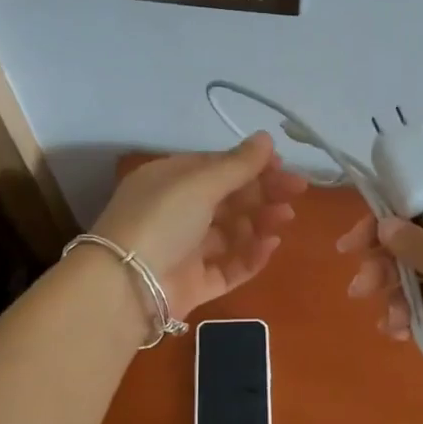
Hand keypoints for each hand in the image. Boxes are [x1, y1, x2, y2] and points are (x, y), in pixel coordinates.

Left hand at [91, 133, 306, 319]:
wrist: (126, 286)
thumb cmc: (161, 220)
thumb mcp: (199, 183)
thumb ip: (237, 164)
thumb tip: (266, 138)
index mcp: (170, 181)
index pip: (216, 167)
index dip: (250, 165)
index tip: (283, 166)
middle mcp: (177, 212)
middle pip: (228, 199)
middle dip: (262, 193)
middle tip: (296, 192)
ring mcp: (186, 250)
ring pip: (232, 232)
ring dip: (260, 222)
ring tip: (284, 218)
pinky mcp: (195, 283)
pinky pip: (229, 267)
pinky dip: (251, 256)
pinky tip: (271, 245)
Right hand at [336, 199, 422, 414]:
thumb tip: (385, 222)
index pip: (419, 213)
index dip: (383, 225)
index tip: (351, 247)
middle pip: (416, 252)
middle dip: (386, 269)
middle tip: (360, 292)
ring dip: (400, 303)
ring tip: (389, 327)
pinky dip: (420, 325)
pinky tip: (406, 338)